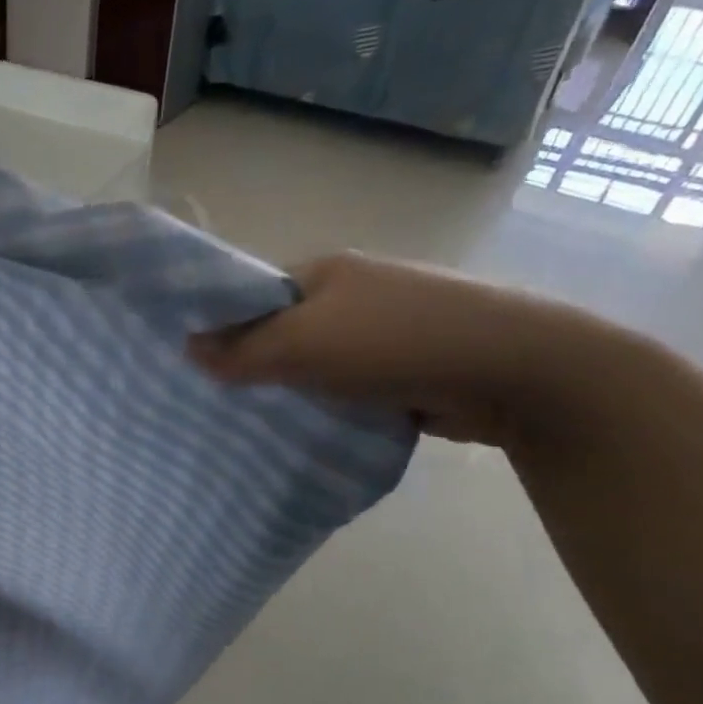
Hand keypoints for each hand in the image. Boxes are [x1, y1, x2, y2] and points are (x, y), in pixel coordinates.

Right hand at [186, 253, 607, 446]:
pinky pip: (344, 389)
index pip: (253, 296)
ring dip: (291, 391)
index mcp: (324, 272)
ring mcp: (380, 333)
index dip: (221, 326)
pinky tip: (303, 431)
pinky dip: (325, 408)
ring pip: (313, 365)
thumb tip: (187, 348)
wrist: (515, 370)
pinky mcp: (402, 371)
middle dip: (252, 365)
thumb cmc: (396, 341)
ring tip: (251, 424)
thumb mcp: (304, 342)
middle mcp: (350, 295)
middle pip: (281, 331)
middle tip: (216, 402)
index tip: (192, 365)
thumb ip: (242, 349)